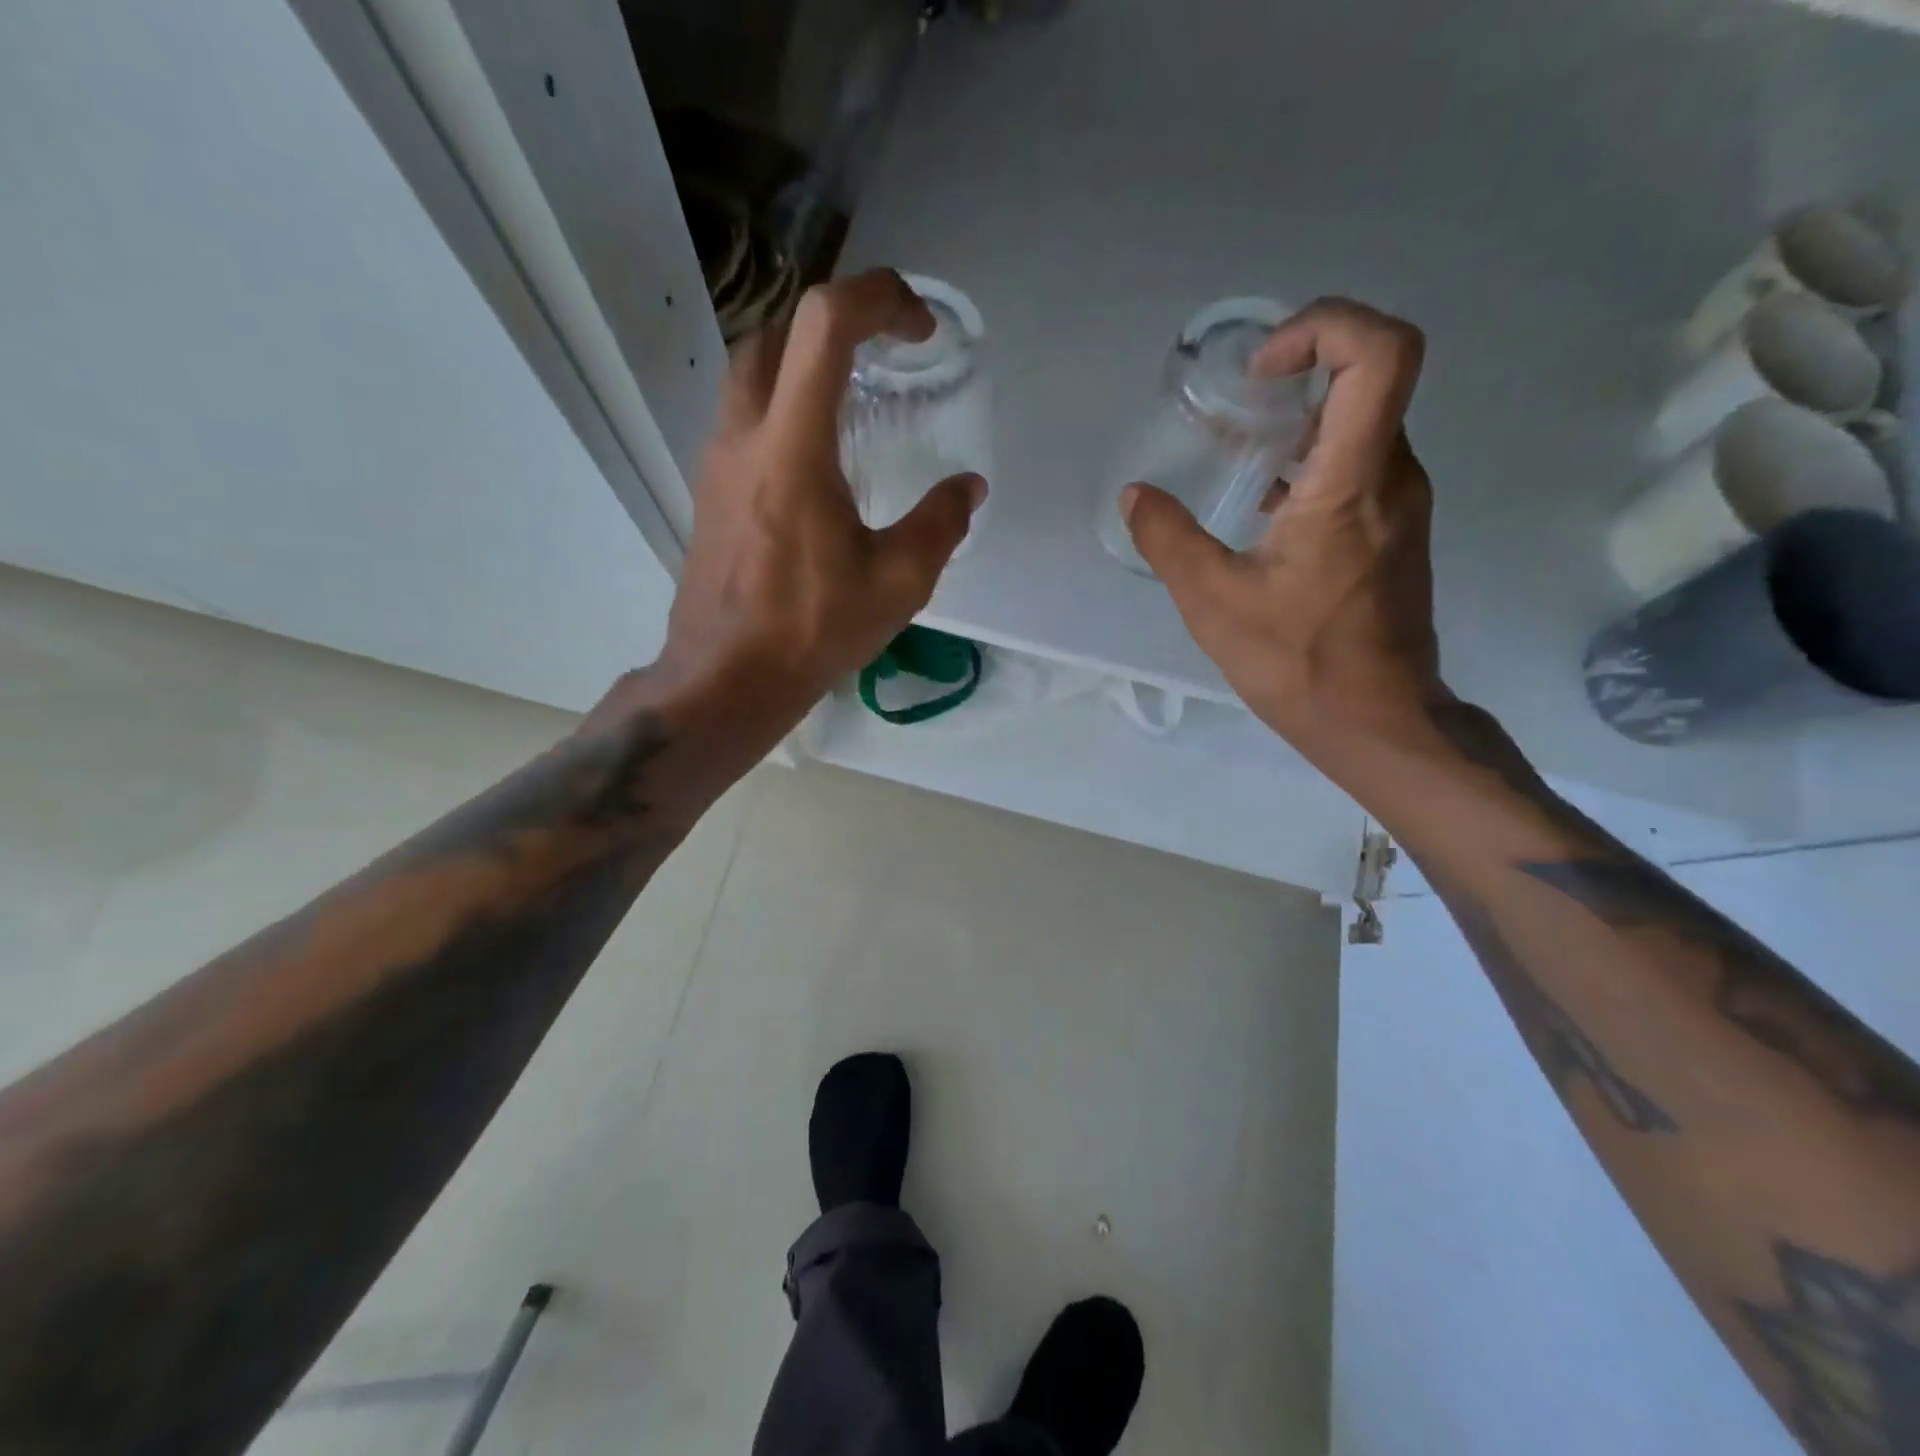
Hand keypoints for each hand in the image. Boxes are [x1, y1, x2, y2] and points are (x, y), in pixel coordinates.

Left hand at [653, 269, 986, 726]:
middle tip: (884, 353)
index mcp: (793, 445)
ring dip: (801, 360)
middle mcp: (744, 435)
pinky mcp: (709, 490)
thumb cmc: (812, 629)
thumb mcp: (898, 582)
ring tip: (852, 396)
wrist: (727, 677)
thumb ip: (940, 523)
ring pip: (750, 371)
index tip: (920, 328)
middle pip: (776, 331)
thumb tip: (968, 488)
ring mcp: (717, 462)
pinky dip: (781, 404)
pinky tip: (817, 456)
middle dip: (836, 322)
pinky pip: (742, 416)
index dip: (879, 298)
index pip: (824, 322)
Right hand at [1123, 298, 1442, 755]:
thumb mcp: (1214, 603)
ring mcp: (1402, 503)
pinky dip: (1311, 459)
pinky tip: (1263, 505)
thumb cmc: (1300, 662)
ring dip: (1300, 420)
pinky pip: (1360, 463)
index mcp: (1352, 483)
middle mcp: (1393, 477)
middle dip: (1299, 371)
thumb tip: (1137, 496)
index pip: (1380, 354)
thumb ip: (1169, 540)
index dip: (1325, 326)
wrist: (1378, 720)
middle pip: (1369, 377)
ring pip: (1362, 423)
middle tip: (1233, 406)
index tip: (1261, 369)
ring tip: (1237, 456)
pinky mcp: (1394, 529)